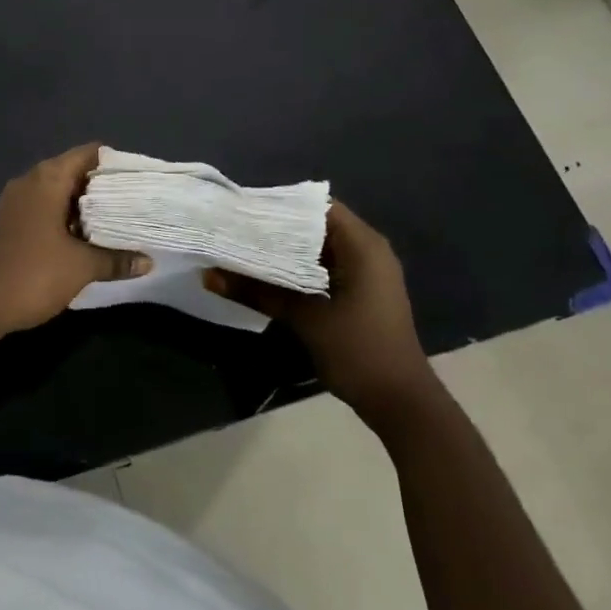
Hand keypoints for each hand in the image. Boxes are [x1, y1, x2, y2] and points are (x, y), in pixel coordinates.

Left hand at [0, 144, 151, 345]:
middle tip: (137, 207)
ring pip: (61, 197)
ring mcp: (18, 205)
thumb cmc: (30, 273)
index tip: (141, 183)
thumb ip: (115, 259)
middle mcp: (31, 183)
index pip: (89, 154)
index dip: (117, 165)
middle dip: (106, 191)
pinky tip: (89, 246)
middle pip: (76, 174)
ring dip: (87, 212)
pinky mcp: (11, 226)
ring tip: (120, 227)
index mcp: (48, 179)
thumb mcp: (80, 267)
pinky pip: (46, 215)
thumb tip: (147, 262)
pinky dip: (68, 225)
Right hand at [205, 201, 431, 419]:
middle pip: (317, 225)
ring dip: (288, 250)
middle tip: (238, 229)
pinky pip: (327, 267)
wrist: (401, 404)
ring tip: (245, 248)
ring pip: (320, 248)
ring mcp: (368, 273)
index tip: (245, 210)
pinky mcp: (361, 293)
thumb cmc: (359, 351)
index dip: (281, 205)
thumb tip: (209, 275)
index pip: (317, 207)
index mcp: (363, 245)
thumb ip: (258, 292)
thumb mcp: (305, 319)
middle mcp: (369, 251)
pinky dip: (300, 268)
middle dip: (279, 228)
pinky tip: (269, 275)